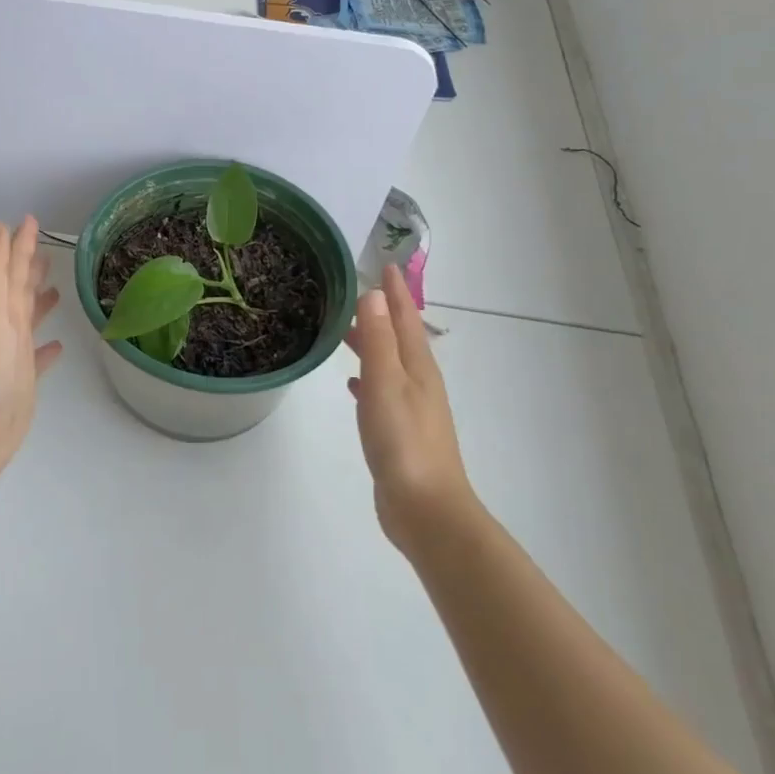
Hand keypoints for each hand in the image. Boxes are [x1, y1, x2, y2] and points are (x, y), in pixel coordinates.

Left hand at [0, 217, 62, 483]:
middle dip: (30, 267)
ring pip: (27, 319)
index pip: (10, 267)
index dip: (20, 243)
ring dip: (39, 302)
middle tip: (48, 248)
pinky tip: (57, 347)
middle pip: (18, 289)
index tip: (32, 219)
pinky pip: (37, 359)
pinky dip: (47, 349)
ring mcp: (11, 355)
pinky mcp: (21, 383)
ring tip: (56, 289)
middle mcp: (2, 327)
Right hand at [345, 265, 477, 549]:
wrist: (425, 509)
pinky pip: (382, 391)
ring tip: (348, 332)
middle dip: (384, 313)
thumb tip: (375, 293)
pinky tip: (353, 385)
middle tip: (360, 292)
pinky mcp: (401, 432)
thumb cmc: (403, 441)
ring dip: (373, 344)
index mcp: (418, 368)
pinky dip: (368, 379)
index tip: (386, 264)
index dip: (396, 292)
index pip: (406, 318)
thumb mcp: (386, 383)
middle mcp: (419, 383)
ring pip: (390, 364)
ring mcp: (412, 409)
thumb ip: (379, 339)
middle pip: (401, 338)